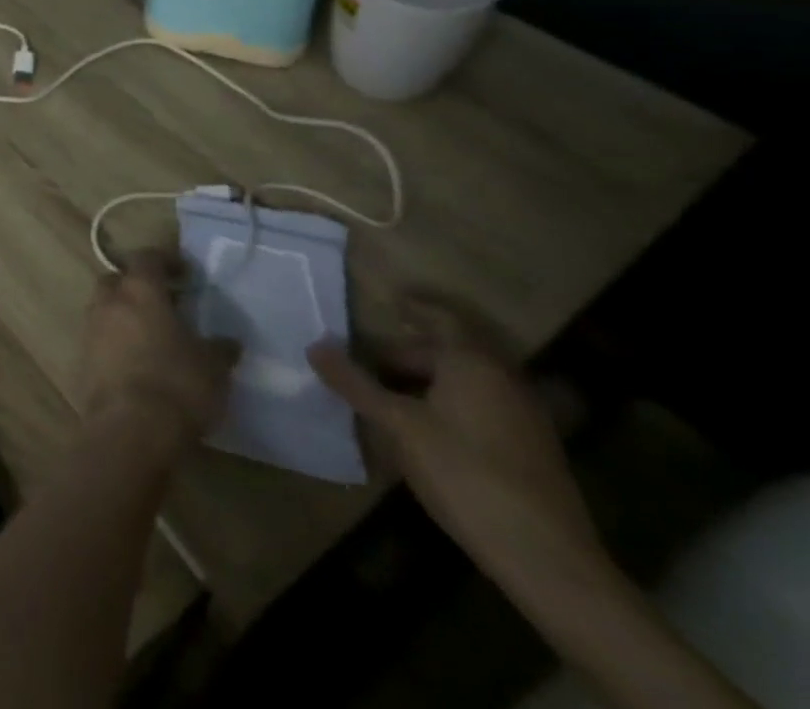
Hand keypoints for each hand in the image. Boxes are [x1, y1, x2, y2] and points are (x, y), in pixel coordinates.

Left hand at [80, 251, 237, 461]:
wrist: (130, 428)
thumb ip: (219, 349)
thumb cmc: (177, 385)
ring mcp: (90, 328)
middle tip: (162, 302)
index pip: (147, 258)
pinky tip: (135, 362)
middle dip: (136, 285)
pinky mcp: (82, 358)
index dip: (165, 260)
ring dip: (123, 314)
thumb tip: (229, 343)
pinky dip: (114, 342)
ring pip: (105, 308)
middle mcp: (109, 301)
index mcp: (140, 290)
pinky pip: (99, 338)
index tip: (183, 271)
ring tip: (151, 335)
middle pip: (117, 279)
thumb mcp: (213, 368)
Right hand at [308, 304, 603, 591]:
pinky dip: (446, 404)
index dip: (412, 306)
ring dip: (424, 381)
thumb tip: (315, 346)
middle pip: (448, 351)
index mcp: (473, 363)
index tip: (385, 301)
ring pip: (464, 382)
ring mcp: (523, 417)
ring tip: (384, 395)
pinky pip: (480, 408)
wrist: (547, 560)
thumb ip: (355, 383)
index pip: (440, 317)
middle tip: (365, 362)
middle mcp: (504, 380)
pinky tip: (421, 430)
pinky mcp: (530, 451)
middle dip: (405, 353)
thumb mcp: (397, 425)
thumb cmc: (465, 474)